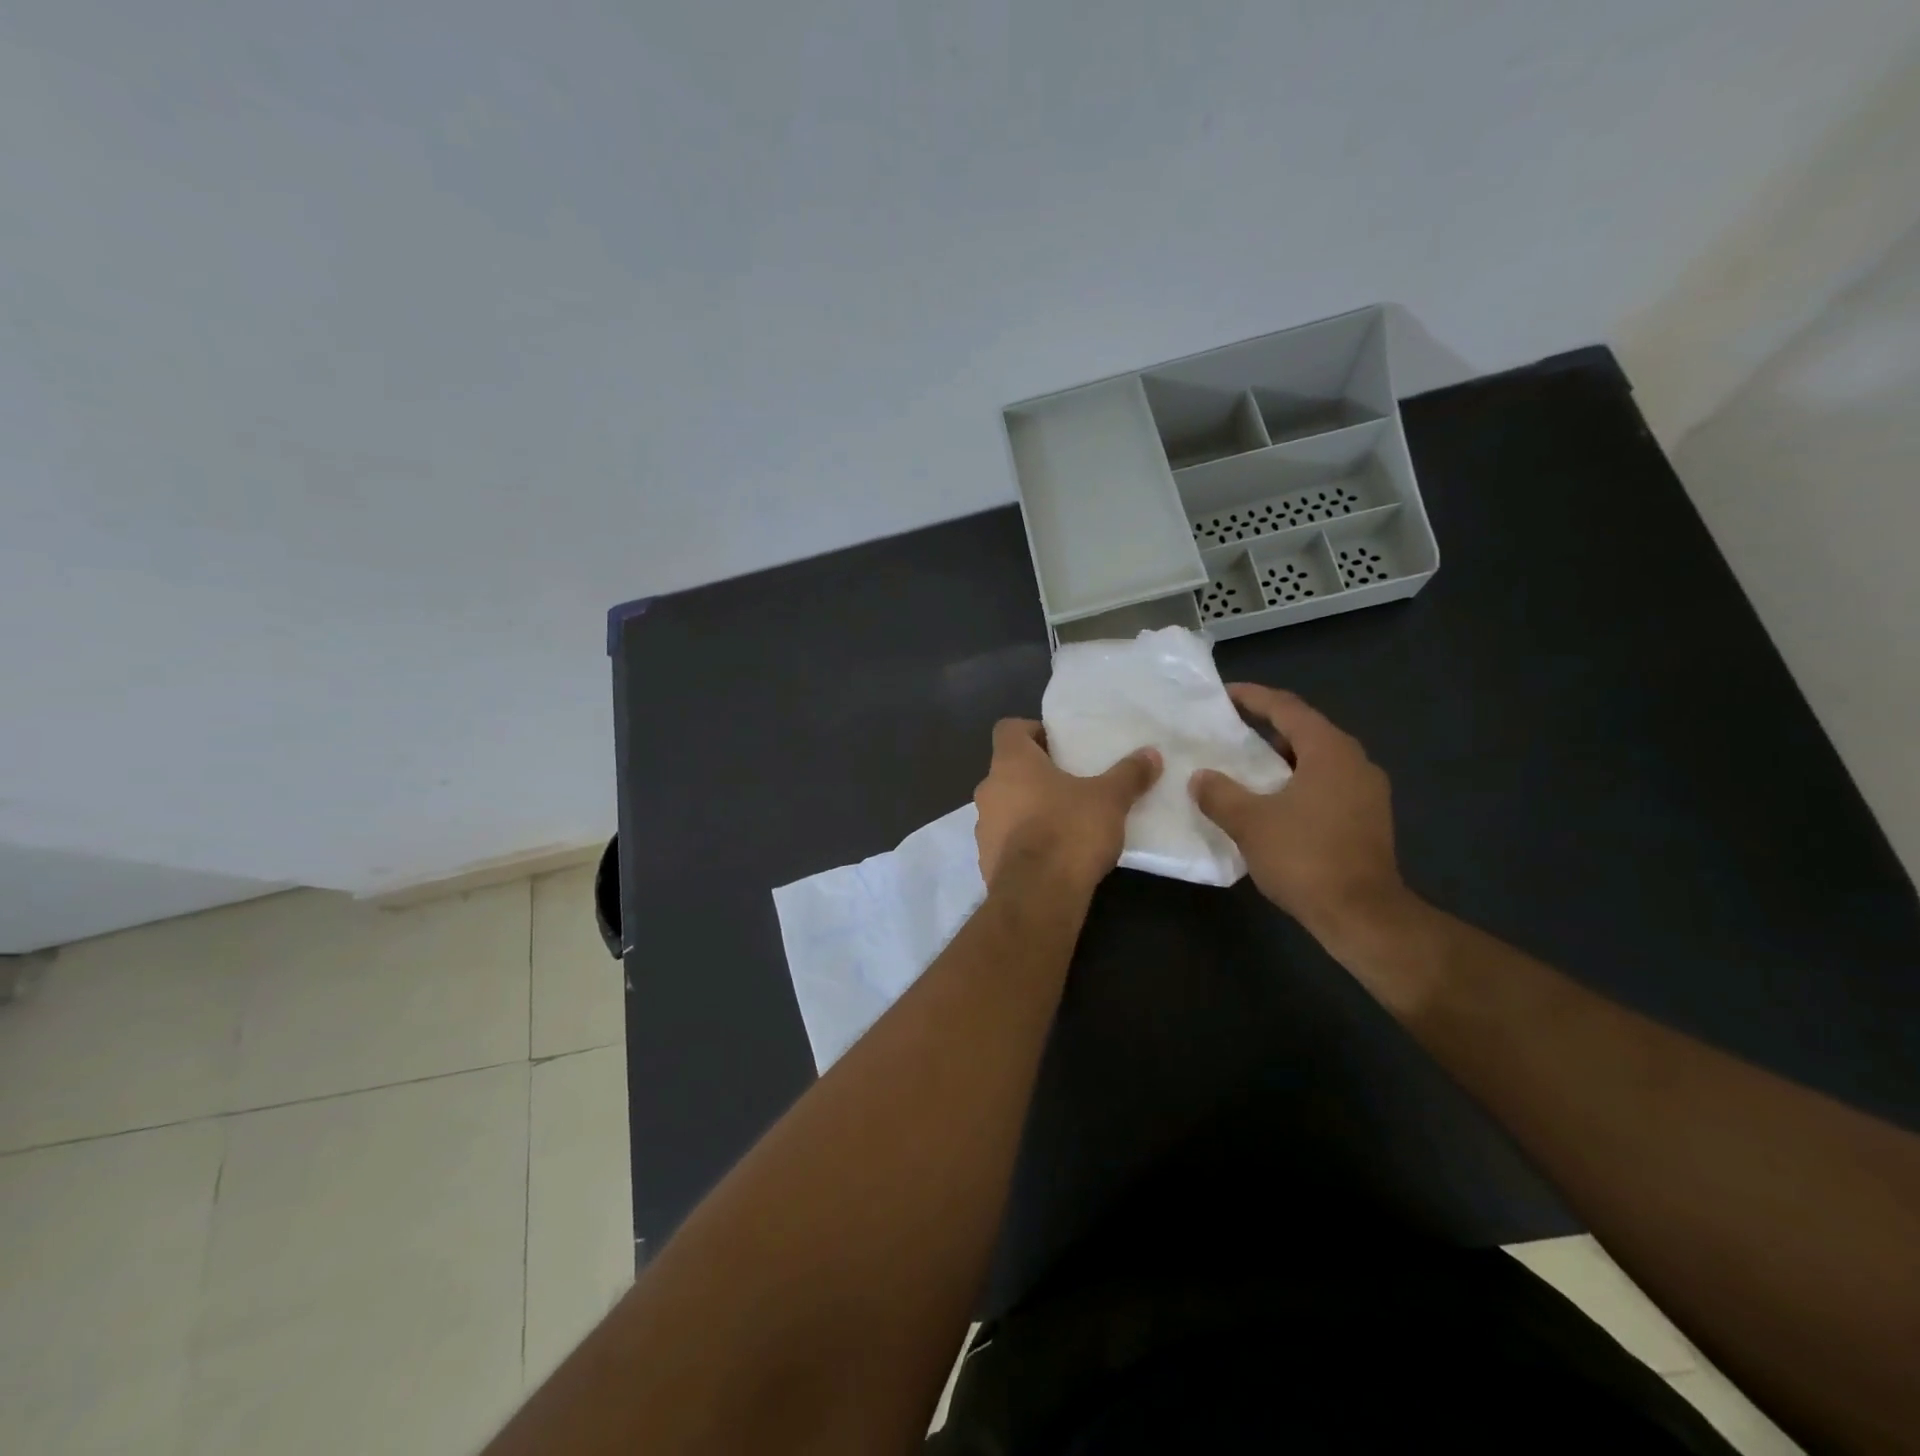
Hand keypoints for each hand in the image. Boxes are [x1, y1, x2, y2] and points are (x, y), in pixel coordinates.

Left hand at [973, 719, 1160, 893]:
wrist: (1038, 895)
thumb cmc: (1069, 830)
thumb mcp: (1110, 799)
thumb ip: (1129, 774)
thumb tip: (1152, 754)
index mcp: (1010, 762)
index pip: (1009, 729)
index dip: (1033, 731)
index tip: (1060, 745)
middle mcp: (988, 789)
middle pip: (1008, 769)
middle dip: (1036, 774)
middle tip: (1070, 782)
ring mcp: (983, 826)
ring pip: (1005, 806)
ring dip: (1028, 809)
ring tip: (1064, 820)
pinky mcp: (985, 859)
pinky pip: (1005, 840)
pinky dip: (1024, 841)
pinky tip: (1053, 854)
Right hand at [1189, 685, 1409, 947]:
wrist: (1362, 915)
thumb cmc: (1305, 857)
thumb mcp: (1249, 822)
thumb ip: (1219, 793)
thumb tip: (1200, 777)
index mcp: (1329, 750)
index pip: (1287, 708)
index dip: (1253, 697)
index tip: (1224, 694)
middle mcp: (1355, 762)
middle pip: (1305, 731)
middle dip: (1266, 728)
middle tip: (1230, 731)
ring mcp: (1367, 791)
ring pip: (1317, 760)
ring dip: (1282, 759)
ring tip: (1246, 767)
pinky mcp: (1368, 819)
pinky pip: (1326, 784)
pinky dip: (1297, 782)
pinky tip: (1273, 802)